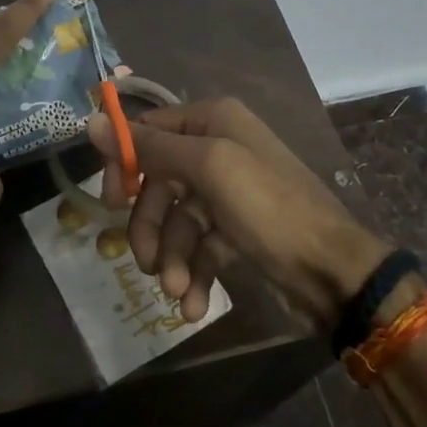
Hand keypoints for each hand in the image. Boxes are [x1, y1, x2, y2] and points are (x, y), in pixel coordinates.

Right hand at [91, 97, 390, 329]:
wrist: (335, 273)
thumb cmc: (270, 208)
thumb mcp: (208, 168)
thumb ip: (149, 147)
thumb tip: (92, 120)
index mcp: (213, 120)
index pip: (149, 131)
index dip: (126, 165)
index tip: (112, 202)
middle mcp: (219, 147)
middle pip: (159, 181)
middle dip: (151, 226)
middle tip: (144, 262)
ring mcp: (228, 191)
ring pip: (177, 220)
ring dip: (172, 259)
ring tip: (177, 293)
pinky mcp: (236, 230)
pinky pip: (200, 246)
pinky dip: (193, 274)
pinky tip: (193, 306)